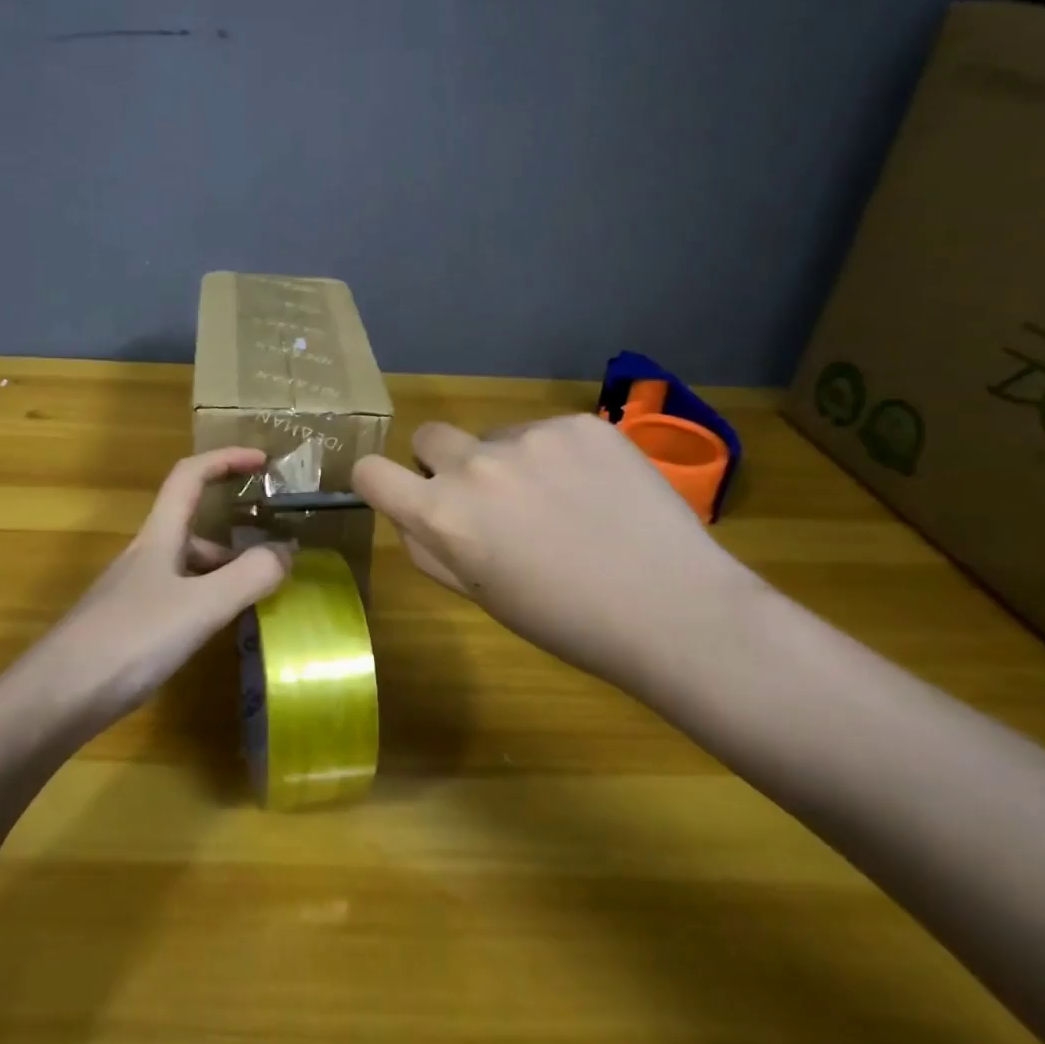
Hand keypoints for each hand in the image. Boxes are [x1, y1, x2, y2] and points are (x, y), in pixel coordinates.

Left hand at [15, 448, 293, 733]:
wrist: (54, 699)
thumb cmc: (129, 640)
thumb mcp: (200, 606)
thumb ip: (248, 577)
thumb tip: (288, 550)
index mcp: (159, 536)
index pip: (190, 476)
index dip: (225, 459)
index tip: (263, 462)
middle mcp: (146, 556)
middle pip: (192, 525)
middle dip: (235, 532)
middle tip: (275, 554)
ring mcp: (134, 592)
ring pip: (187, 566)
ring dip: (224, 571)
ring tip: (259, 597)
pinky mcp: (129, 627)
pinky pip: (179, 598)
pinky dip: (207, 602)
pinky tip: (219, 630)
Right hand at [352, 416, 755, 689]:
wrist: (673, 608)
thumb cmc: (566, 621)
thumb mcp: (479, 595)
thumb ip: (431, 547)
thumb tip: (412, 511)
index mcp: (443, 515)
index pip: (370, 472)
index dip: (378, 481)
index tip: (401, 492)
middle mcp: (476, 465)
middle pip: (428, 437)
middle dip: (443, 463)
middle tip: (488, 500)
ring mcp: (529, 437)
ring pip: (493, 435)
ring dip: (507, 461)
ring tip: (560, 503)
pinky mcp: (578, 423)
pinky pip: (544, 431)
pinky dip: (556, 455)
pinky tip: (594, 491)